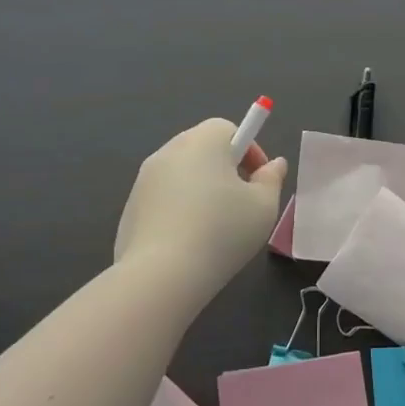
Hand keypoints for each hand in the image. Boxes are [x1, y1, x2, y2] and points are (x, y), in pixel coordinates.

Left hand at [113, 119, 287, 304]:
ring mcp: (144, 179)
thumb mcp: (263, 207)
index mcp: (203, 141)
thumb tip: (274, 164)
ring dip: (201, 189)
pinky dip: (178, 210)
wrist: (160, 275)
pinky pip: (163, 199)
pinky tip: (188, 242)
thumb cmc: (221, 231)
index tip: (258, 181)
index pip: (228, 130)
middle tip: (241, 202)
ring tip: (215, 226)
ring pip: (182, 174)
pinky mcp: (130, 207)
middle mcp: (170, 151)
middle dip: (225, 169)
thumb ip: (272, 180)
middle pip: (203, 149)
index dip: (249, 152)